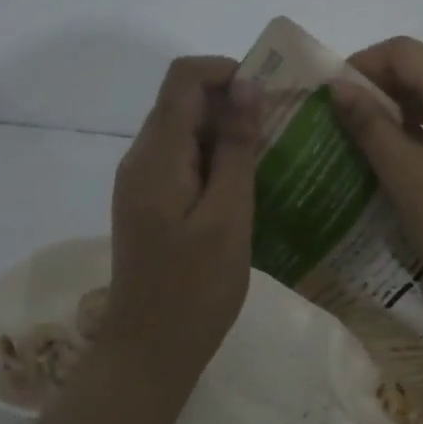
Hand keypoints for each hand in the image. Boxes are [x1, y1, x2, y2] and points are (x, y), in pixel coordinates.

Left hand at [104, 57, 258, 381]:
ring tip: (272, 159)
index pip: (184, 78)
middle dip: (233, 103)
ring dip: (227, 134)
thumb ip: (235, 148)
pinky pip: (183, 164)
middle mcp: (141, 159)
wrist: (150, 351)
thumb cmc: (195, 289)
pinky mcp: (151, 205)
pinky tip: (247, 188)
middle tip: (281, 130)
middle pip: (183, 103)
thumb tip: (245, 87)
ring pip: (185, 133)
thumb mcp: (228, 216)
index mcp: (156, 156)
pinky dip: (215, 162)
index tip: (269, 96)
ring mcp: (142, 184)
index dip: (226, 71)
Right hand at [330, 36, 422, 308]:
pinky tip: (406, 162)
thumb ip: (370, 124)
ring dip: (402, 110)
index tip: (333, 94)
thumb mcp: (404, 173)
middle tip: (345, 120)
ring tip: (369, 141)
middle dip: (381, 87)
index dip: (363, 63)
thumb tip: (340, 87)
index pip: (405, 51)